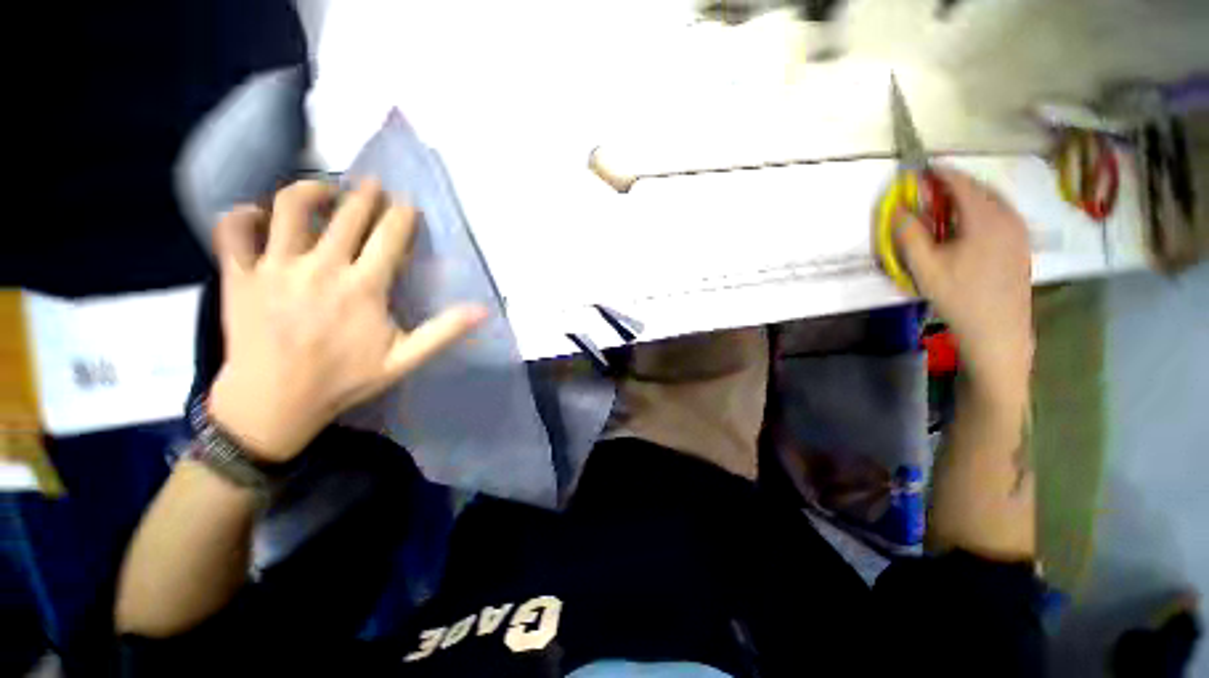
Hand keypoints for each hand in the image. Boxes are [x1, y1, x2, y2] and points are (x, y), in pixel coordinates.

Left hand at [207, 179, 486, 461]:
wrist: (273, 402)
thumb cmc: (344, 380)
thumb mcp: (405, 360)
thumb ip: (443, 332)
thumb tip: (483, 310)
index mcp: (363, 287)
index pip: (389, 236)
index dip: (402, 216)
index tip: (408, 205)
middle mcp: (320, 267)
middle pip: (346, 214)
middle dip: (365, 194)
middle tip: (373, 185)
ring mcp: (274, 268)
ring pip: (288, 208)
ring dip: (310, 190)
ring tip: (324, 191)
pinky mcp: (238, 276)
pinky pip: (233, 230)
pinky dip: (242, 216)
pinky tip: (258, 217)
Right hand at [895, 169, 1033, 391]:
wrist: (998, 329)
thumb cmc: (959, 297)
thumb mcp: (925, 267)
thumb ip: (909, 234)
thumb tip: (898, 209)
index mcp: (985, 218)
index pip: (960, 182)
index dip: (938, 173)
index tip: (920, 169)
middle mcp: (1008, 216)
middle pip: (978, 187)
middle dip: (951, 185)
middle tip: (927, 192)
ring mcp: (1019, 229)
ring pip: (990, 200)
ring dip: (965, 198)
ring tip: (943, 209)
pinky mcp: (1021, 242)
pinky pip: (999, 213)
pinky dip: (978, 210)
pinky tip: (964, 227)